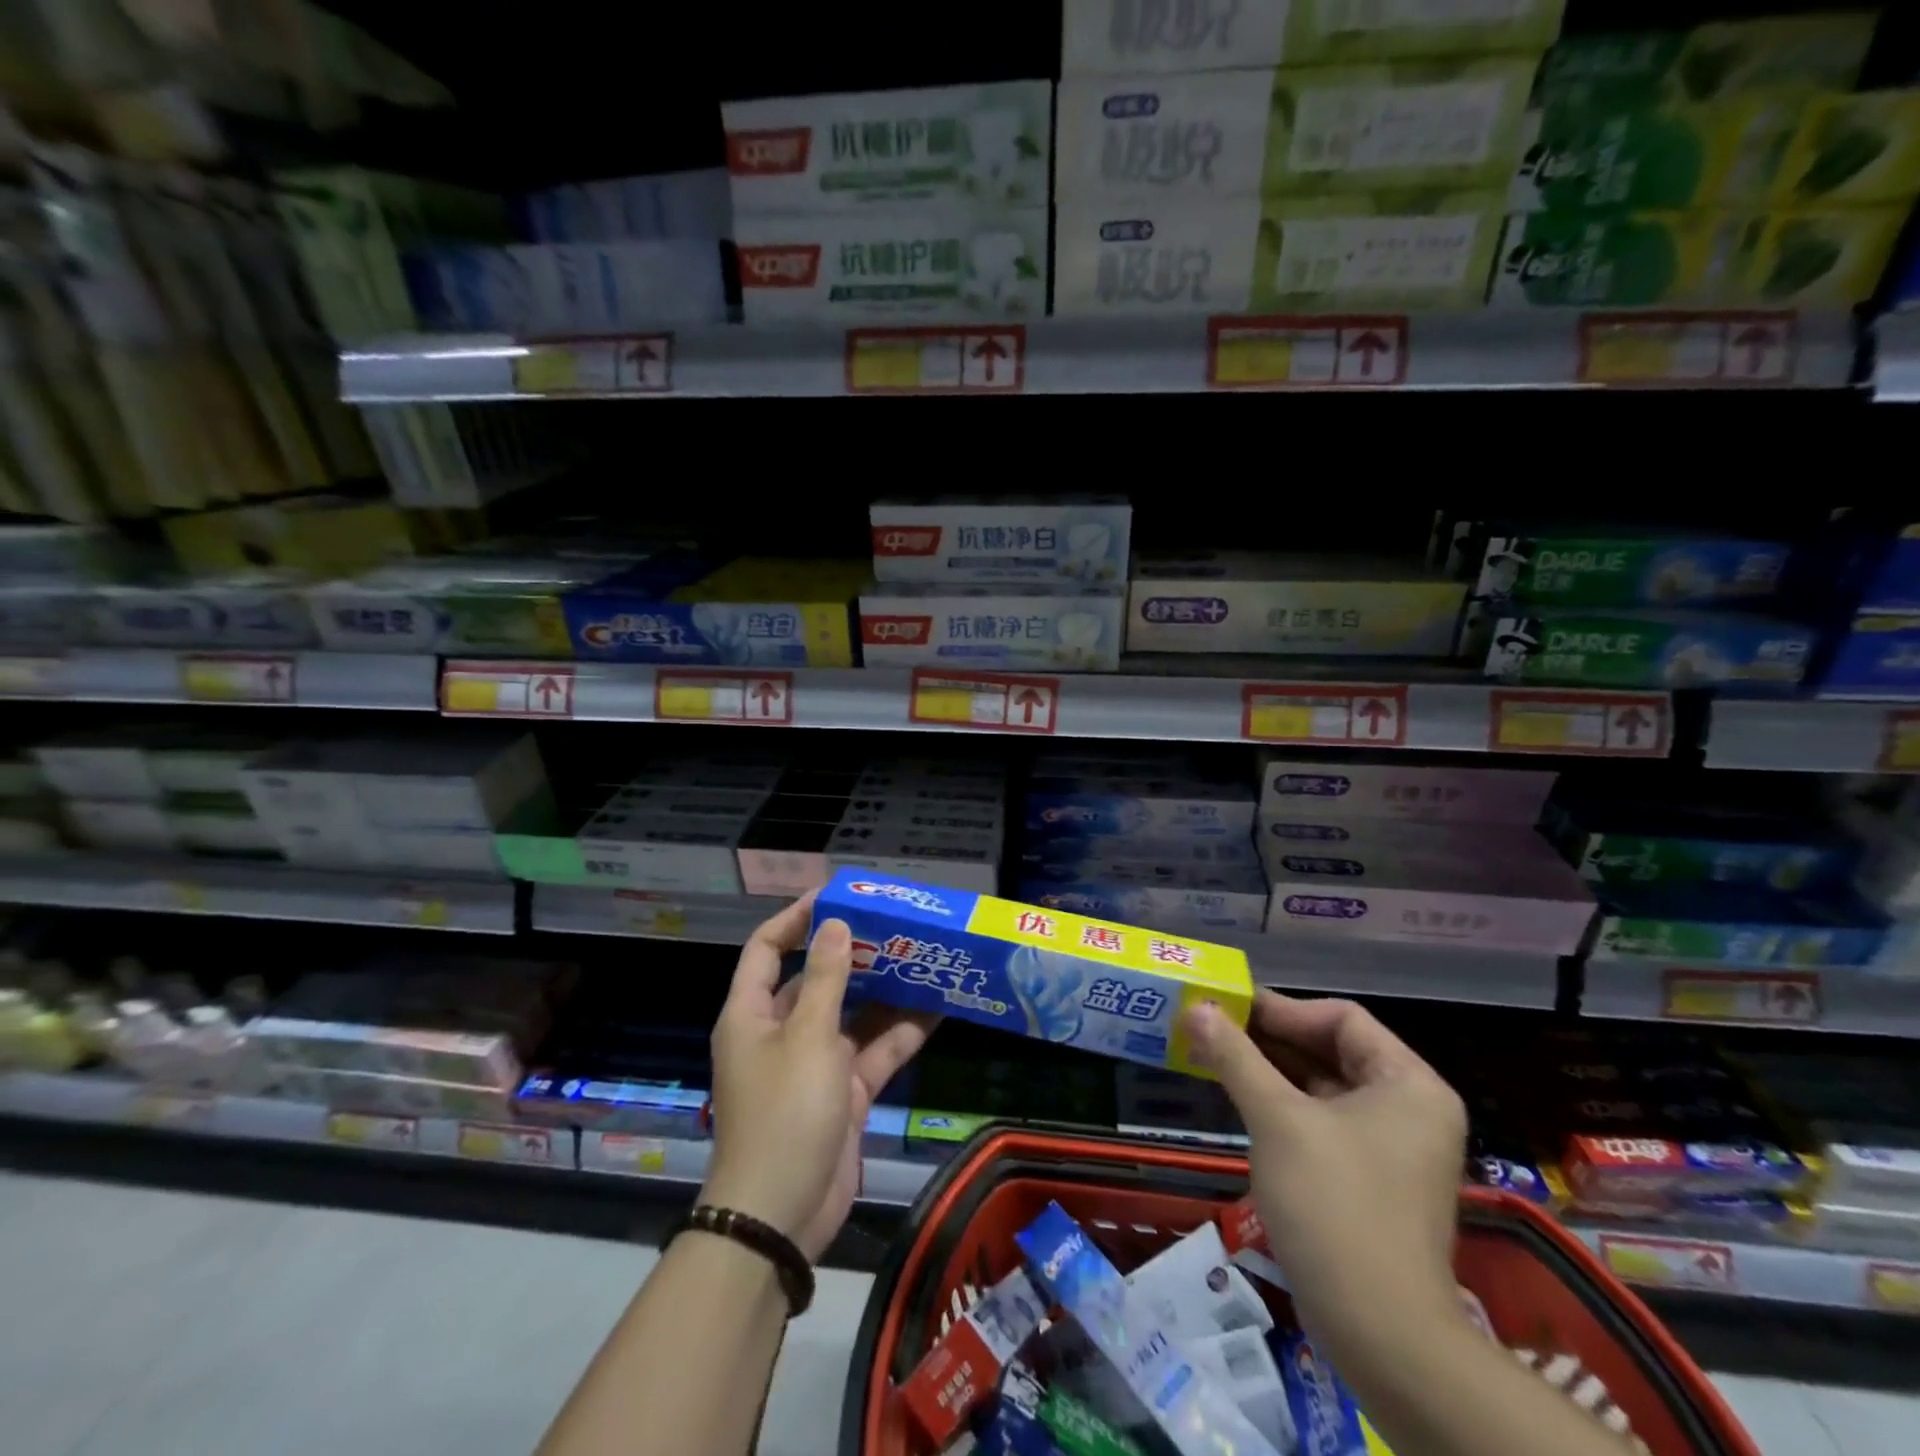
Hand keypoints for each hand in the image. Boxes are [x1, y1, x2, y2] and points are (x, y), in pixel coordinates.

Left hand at [704, 894, 937, 1261]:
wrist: (781, 1216)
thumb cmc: (784, 1112)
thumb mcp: (808, 1038)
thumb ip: (827, 979)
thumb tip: (834, 923)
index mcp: (753, 1014)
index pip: (768, 949)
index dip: (796, 918)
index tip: (836, 896)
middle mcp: (782, 1032)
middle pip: (817, 979)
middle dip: (855, 953)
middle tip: (896, 926)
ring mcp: (815, 1064)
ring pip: (854, 1015)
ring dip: (885, 992)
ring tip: (924, 958)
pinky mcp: (844, 1093)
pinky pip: (874, 1052)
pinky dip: (902, 1034)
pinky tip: (938, 1009)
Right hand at [1184, 992, 1468, 1360]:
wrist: (1381, 1334)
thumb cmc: (1334, 1205)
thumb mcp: (1277, 1120)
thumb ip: (1236, 1057)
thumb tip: (1196, 1008)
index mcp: (1408, 1083)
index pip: (1342, 1018)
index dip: (1282, 1008)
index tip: (1228, 1006)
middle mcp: (1409, 1108)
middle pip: (1332, 1050)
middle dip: (1269, 1038)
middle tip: (1212, 1026)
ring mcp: (1392, 1147)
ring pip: (1323, 1087)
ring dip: (1270, 1070)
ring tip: (1214, 1056)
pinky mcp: (1371, 1180)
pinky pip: (1322, 1121)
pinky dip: (1282, 1106)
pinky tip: (1239, 1100)